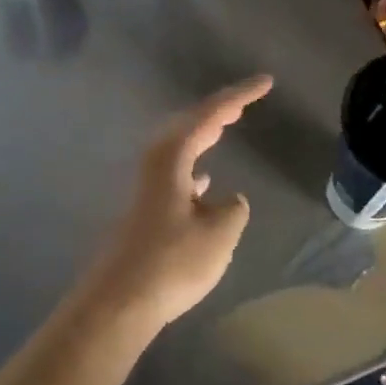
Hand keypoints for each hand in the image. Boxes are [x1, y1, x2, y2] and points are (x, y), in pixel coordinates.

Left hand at [74, 75, 272, 334]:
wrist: (119, 302)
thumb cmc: (172, 262)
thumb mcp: (219, 234)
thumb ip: (232, 211)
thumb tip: (229, 200)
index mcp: (172, 159)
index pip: (209, 115)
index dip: (239, 96)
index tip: (266, 82)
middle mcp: (156, 165)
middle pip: (189, 125)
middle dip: (219, 109)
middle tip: (247, 99)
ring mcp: (148, 189)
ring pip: (180, 149)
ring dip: (204, 135)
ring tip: (226, 125)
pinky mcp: (146, 212)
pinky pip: (176, 174)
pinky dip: (194, 166)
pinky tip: (205, 182)